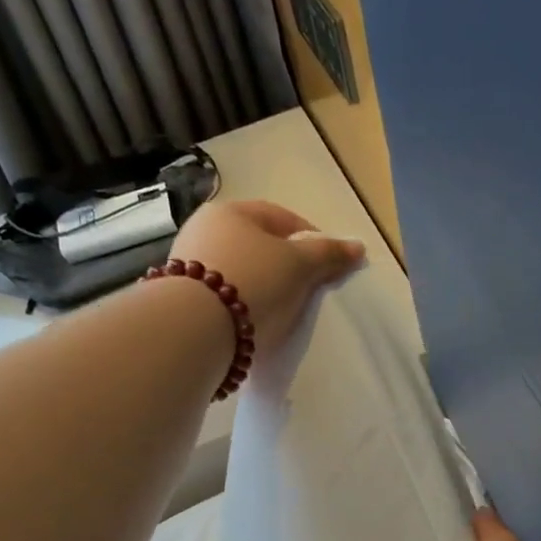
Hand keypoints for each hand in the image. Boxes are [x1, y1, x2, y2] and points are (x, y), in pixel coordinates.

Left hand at [167, 200, 364, 357]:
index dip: (310, 238)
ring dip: (262, 287)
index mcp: (231, 211)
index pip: (281, 217)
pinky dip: (242, 306)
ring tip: (282, 311)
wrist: (195, 329)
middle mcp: (204, 230)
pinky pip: (223, 298)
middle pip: (257, 245)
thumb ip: (328, 255)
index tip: (328, 264)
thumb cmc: (253, 282)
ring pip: (239, 271)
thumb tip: (358, 247)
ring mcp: (188, 265)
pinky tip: (254, 323)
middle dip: (285, 265)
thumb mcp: (298, 265)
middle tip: (308, 289)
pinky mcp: (182, 299)